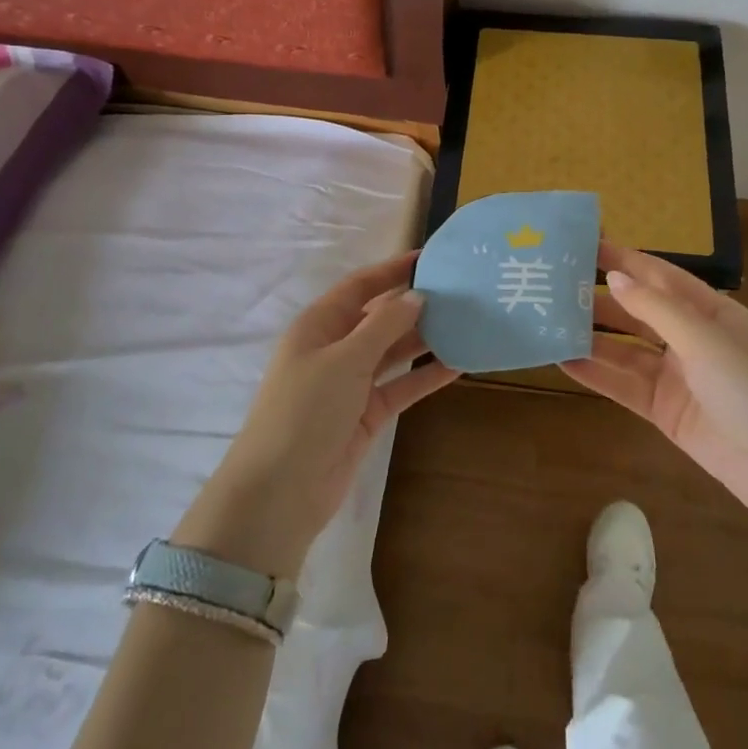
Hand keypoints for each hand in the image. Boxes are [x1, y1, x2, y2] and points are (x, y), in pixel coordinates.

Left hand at [177, 252, 457, 578]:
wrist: (281, 491)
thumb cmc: (305, 410)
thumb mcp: (344, 359)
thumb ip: (384, 326)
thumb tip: (417, 296)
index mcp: (318, 325)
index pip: (360, 286)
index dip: (392, 270)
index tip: (429, 257)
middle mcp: (334, 348)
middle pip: (380, 317)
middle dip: (415, 304)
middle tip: (459, 291)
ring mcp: (351, 383)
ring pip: (394, 352)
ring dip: (425, 339)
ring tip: (466, 322)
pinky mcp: (367, 414)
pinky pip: (401, 385)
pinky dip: (426, 375)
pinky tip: (459, 363)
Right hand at [561, 242, 747, 529]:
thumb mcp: (705, 338)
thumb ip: (655, 308)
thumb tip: (613, 277)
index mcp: (709, 310)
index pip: (658, 276)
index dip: (623, 260)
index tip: (583, 245)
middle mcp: (689, 338)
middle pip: (637, 312)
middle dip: (600, 300)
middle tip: (554, 287)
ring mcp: (676, 376)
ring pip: (625, 350)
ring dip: (592, 338)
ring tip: (549, 323)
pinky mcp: (664, 410)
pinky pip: (624, 386)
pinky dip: (596, 374)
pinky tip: (564, 362)